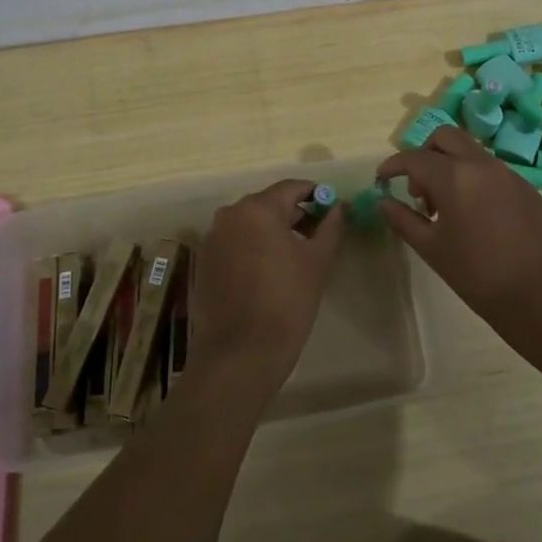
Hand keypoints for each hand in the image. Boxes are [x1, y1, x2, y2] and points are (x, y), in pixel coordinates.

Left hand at [191, 179, 343, 386]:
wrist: (241, 354)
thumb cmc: (286, 302)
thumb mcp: (317, 262)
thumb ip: (329, 227)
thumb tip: (337, 207)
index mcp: (256, 209)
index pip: (291, 188)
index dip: (315, 194)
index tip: (331, 208)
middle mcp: (229, 215)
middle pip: (268, 203)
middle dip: (294, 214)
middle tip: (318, 234)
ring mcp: (212, 239)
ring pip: (249, 223)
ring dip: (272, 231)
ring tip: (295, 256)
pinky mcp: (204, 262)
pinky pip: (234, 243)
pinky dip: (253, 247)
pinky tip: (268, 272)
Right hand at [376, 128, 541, 361]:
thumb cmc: (478, 275)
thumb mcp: (432, 249)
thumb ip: (403, 220)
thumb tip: (382, 202)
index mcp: (454, 176)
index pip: (414, 157)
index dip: (393, 165)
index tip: (381, 179)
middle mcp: (481, 164)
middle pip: (445, 137)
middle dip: (424, 154)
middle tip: (419, 190)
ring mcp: (509, 173)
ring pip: (470, 152)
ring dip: (451, 166)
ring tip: (447, 209)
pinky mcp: (528, 188)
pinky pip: (492, 170)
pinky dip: (474, 179)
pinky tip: (476, 216)